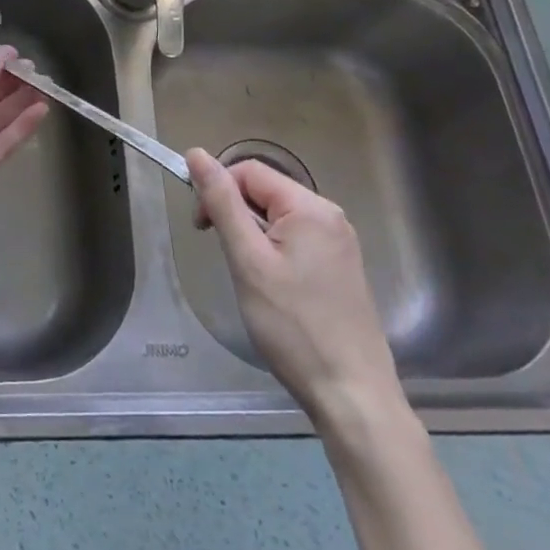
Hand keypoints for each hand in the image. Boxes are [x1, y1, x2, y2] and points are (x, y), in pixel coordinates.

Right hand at [187, 148, 403, 432]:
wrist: (353, 395)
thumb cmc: (293, 326)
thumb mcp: (248, 260)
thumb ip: (222, 203)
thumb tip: (196, 153)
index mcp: (310, 207)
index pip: (248, 171)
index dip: (217, 189)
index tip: (201, 228)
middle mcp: (330, 216)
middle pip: (265, 191)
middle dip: (234, 212)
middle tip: (223, 254)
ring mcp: (340, 243)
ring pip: (278, 216)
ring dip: (252, 234)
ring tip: (247, 275)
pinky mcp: (341, 268)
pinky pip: (296, 239)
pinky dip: (272, 251)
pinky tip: (271, 286)